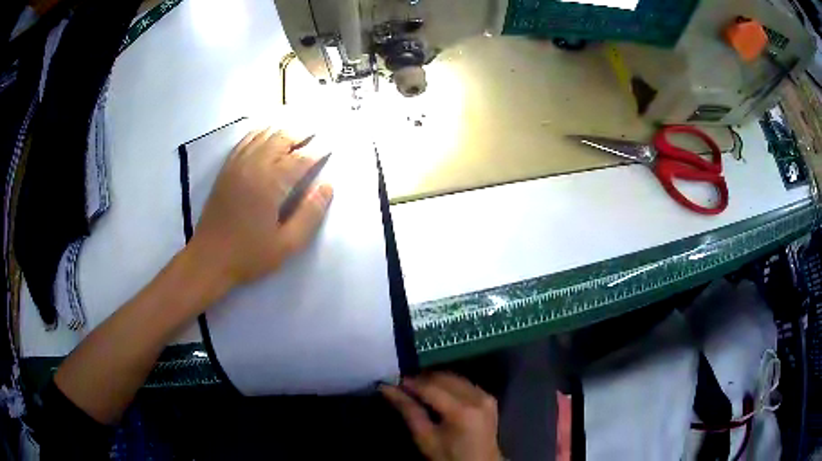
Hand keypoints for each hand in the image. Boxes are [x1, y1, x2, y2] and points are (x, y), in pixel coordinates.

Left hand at [189, 128, 332, 288]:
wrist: (209, 259)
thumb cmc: (249, 254)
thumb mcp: (287, 244)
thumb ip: (310, 214)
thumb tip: (327, 186)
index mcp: (270, 184)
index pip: (299, 159)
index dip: (317, 151)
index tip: (331, 145)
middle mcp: (253, 167)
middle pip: (281, 139)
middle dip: (301, 134)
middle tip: (317, 132)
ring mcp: (237, 165)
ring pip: (263, 136)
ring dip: (282, 130)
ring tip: (297, 130)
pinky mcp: (226, 169)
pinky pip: (245, 141)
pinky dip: (259, 132)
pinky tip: (267, 132)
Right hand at [381, 373, 502, 460]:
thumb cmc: (449, 457)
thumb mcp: (425, 438)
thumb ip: (408, 411)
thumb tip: (387, 388)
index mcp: (462, 410)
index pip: (430, 387)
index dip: (409, 382)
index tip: (391, 381)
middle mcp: (477, 397)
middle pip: (443, 378)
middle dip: (421, 379)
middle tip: (402, 386)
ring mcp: (486, 396)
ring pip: (454, 378)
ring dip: (434, 380)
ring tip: (416, 390)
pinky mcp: (489, 398)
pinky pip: (464, 384)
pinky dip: (448, 385)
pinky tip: (436, 393)